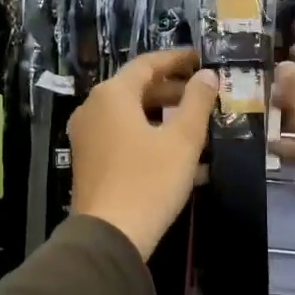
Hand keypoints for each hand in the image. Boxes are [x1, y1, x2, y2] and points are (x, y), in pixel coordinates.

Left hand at [69, 49, 219, 258]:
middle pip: (136, 88)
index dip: (176, 59)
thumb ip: (197, 102)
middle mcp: (93, 109)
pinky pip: (122, 137)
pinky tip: (177, 154)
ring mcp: (87, 136)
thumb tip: (207, 75)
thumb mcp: (182, 140)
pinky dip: (149, 136)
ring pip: (130, 115)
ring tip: (196, 123)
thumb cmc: (149, 181)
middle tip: (204, 93)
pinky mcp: (89, 161)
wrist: (109, 235)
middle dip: (172, 89)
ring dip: (163, 115)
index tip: (201, 59)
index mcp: (112, 95)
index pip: (147, 64)